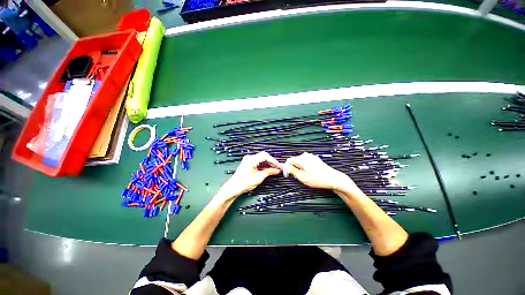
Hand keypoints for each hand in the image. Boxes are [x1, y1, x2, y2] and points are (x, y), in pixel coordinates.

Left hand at [216, 152, 281, 201]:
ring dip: (268, 164)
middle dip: (272, 161)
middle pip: (263, 156)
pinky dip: (263, 165)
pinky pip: (258, 162)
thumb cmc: (245, 183)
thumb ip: (269, 172)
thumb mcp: (259, 178)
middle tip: (278, 167)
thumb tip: (278, 170)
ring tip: (275, 169)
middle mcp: (250, 157)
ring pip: (261, 159)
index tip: (280, 166)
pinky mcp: (248, 164)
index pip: (265, 156)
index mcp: (251, 159)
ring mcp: (248, 160)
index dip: (274, 161)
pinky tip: (268, 169)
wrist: (233, 188)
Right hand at [286, 152, 358, 192]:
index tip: (288, 175)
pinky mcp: (314, 158)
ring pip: (300, 161)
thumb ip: (292, 171)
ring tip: (305, 176)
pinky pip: (305, 161)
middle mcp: (305, 155)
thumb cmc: (317, 179)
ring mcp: (310, 156)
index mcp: (301, 159)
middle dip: (294, 168)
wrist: (333, 178)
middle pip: (294, 161)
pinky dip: (304, 166)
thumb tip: (284, 166)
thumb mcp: (302, 177)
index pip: (289, 161)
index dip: (287, 168)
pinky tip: (310, 173)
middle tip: (298, 177)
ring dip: (299, 168)